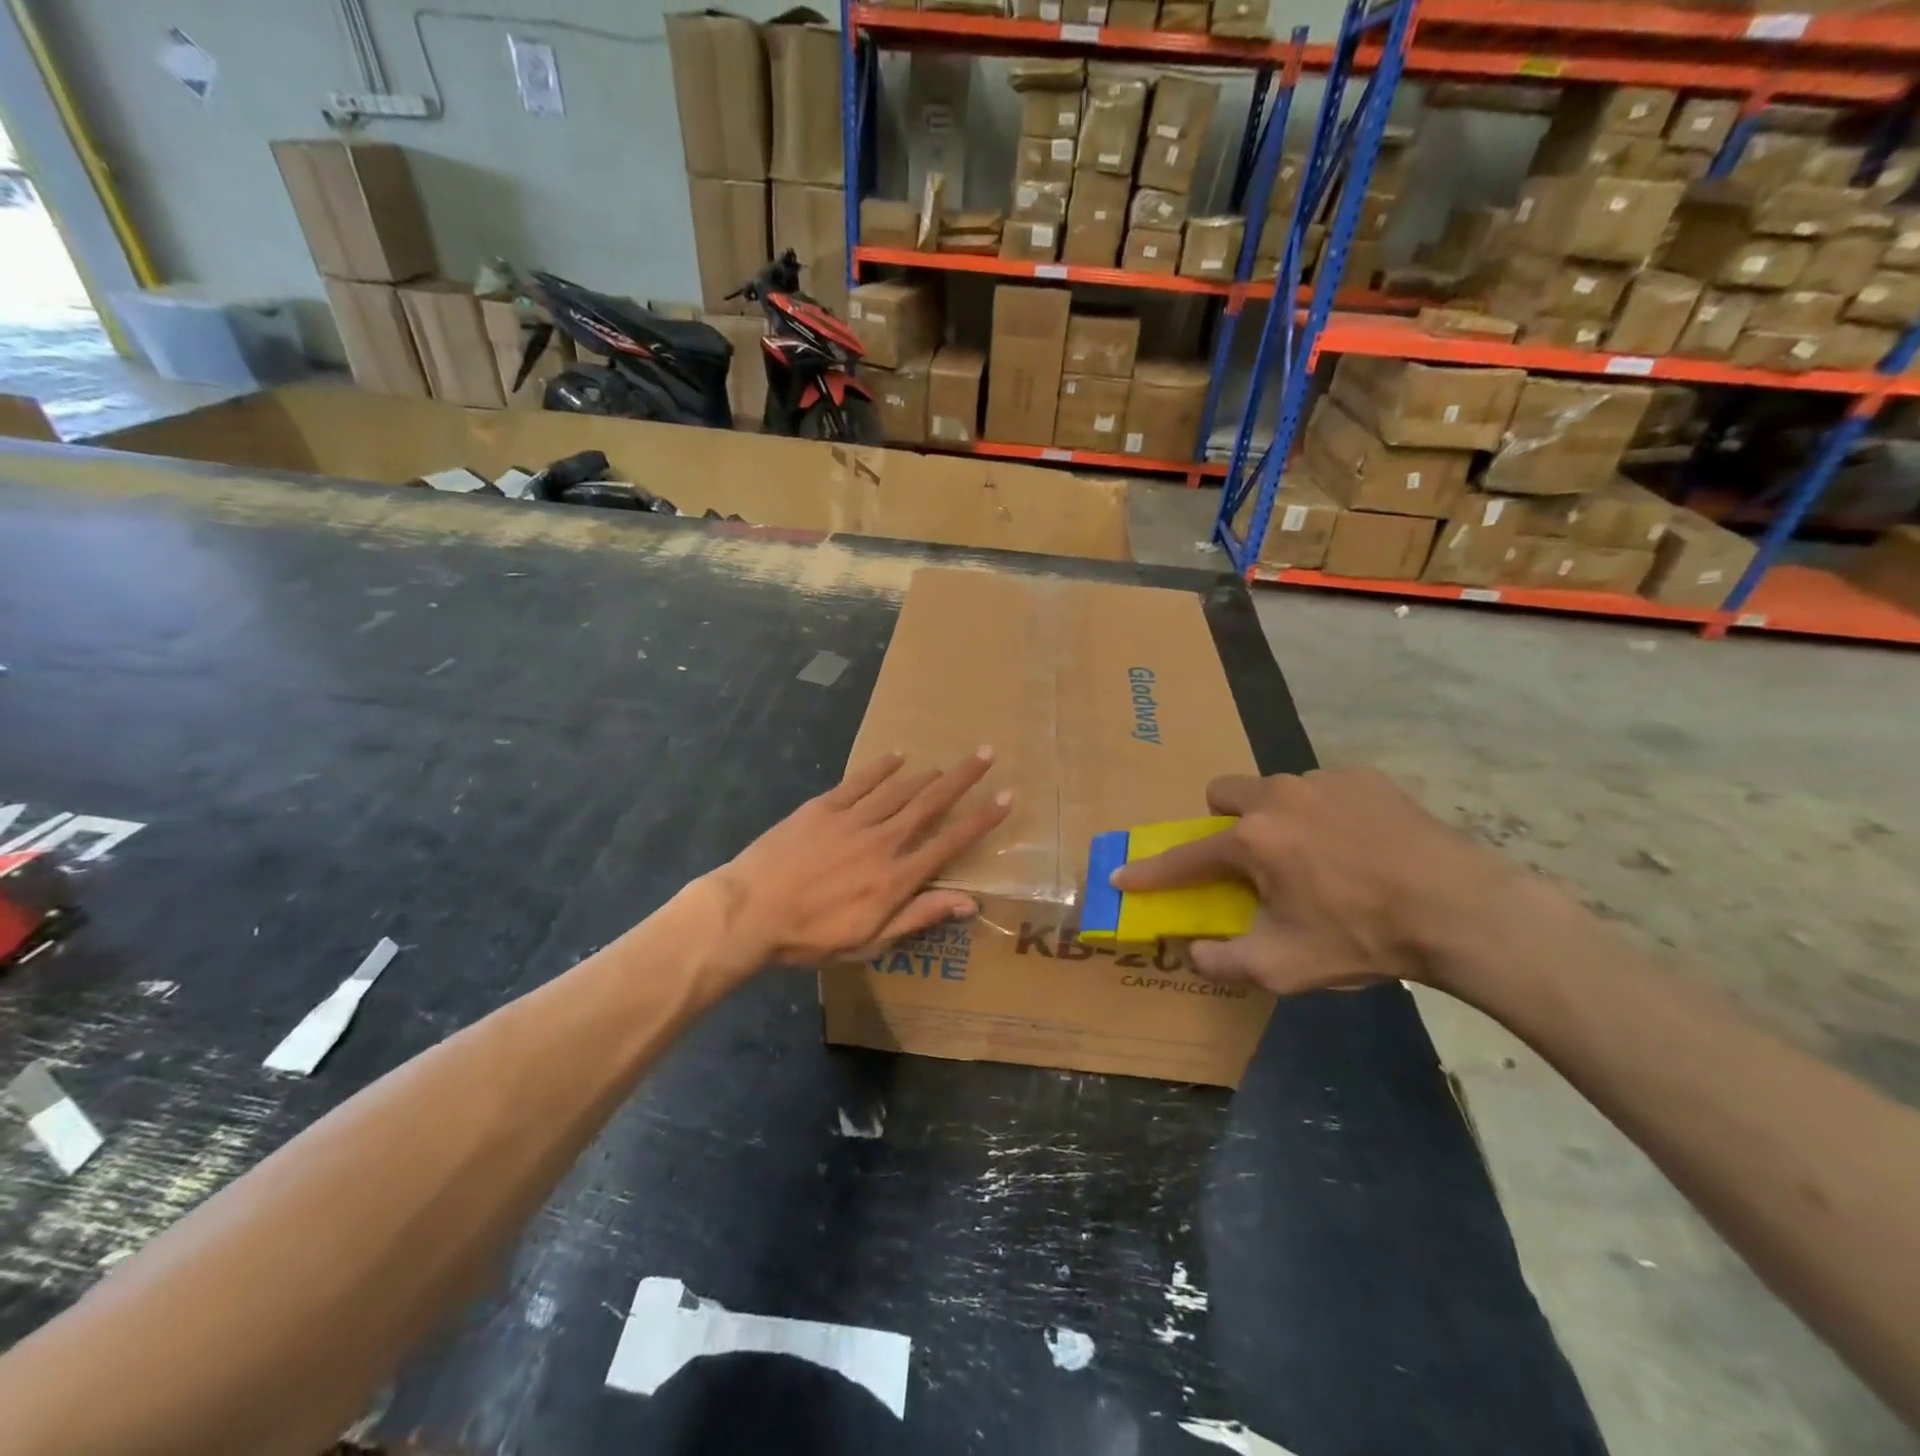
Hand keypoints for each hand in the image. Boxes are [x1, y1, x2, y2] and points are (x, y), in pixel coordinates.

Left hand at [708, 748, 1012, 973]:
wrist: (750, 911)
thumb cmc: (811, 937)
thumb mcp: (870, 941)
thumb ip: (919, 916)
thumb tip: (970, 902)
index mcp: (896, 878)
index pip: (949, 843)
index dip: (981, 820)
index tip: (1005, 798)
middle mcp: (882, 841)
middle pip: (930, 803)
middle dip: (962, 779)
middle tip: (986, 754)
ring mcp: (852, 820)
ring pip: (899, 789)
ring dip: (926, 774)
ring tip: (945, 764)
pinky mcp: (823, 807)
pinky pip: (859, 781)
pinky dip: (881, 767)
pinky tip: (898, 755)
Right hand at [1109, 767, 1517, 994]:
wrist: (1461, 910)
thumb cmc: (1362, 937)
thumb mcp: (1284, 967)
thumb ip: (1225, 961)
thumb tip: (1193, 952)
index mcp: (1252, 840)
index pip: (1185, 856)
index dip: (1150, 871)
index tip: (1122, 873)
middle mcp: (1278, 796)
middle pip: (1224, 792)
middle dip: (1223, 821)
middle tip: (1249, 858)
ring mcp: (1323, 780)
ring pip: (1275, 789)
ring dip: (1276, 817)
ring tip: (1315, 855)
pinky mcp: (1365, 777)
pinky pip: (1323, 788)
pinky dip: (1323, 812)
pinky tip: (1357, 844)